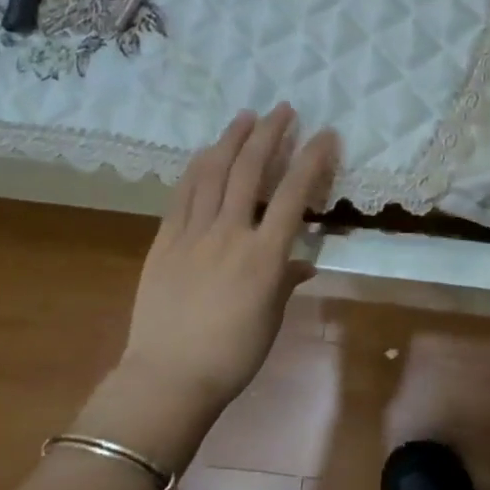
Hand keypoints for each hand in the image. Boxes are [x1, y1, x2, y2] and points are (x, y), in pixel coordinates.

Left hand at [119, 105, 338, 415]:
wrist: (167, 380)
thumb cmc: (231, 357)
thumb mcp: (271, 319)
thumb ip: (287, 281)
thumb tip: (302, 262)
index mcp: (263, 256)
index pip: (293, 195)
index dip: (311, 160)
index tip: (325, 134)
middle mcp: (230, 235)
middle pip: (250, 171)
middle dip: (269, 134)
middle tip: (282, 109)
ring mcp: (193, 234)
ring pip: (213, 173)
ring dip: (231, 140)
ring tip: (246, 116)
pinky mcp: (165, 241)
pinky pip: (182, 194)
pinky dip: (197, 167)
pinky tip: (206, 151)